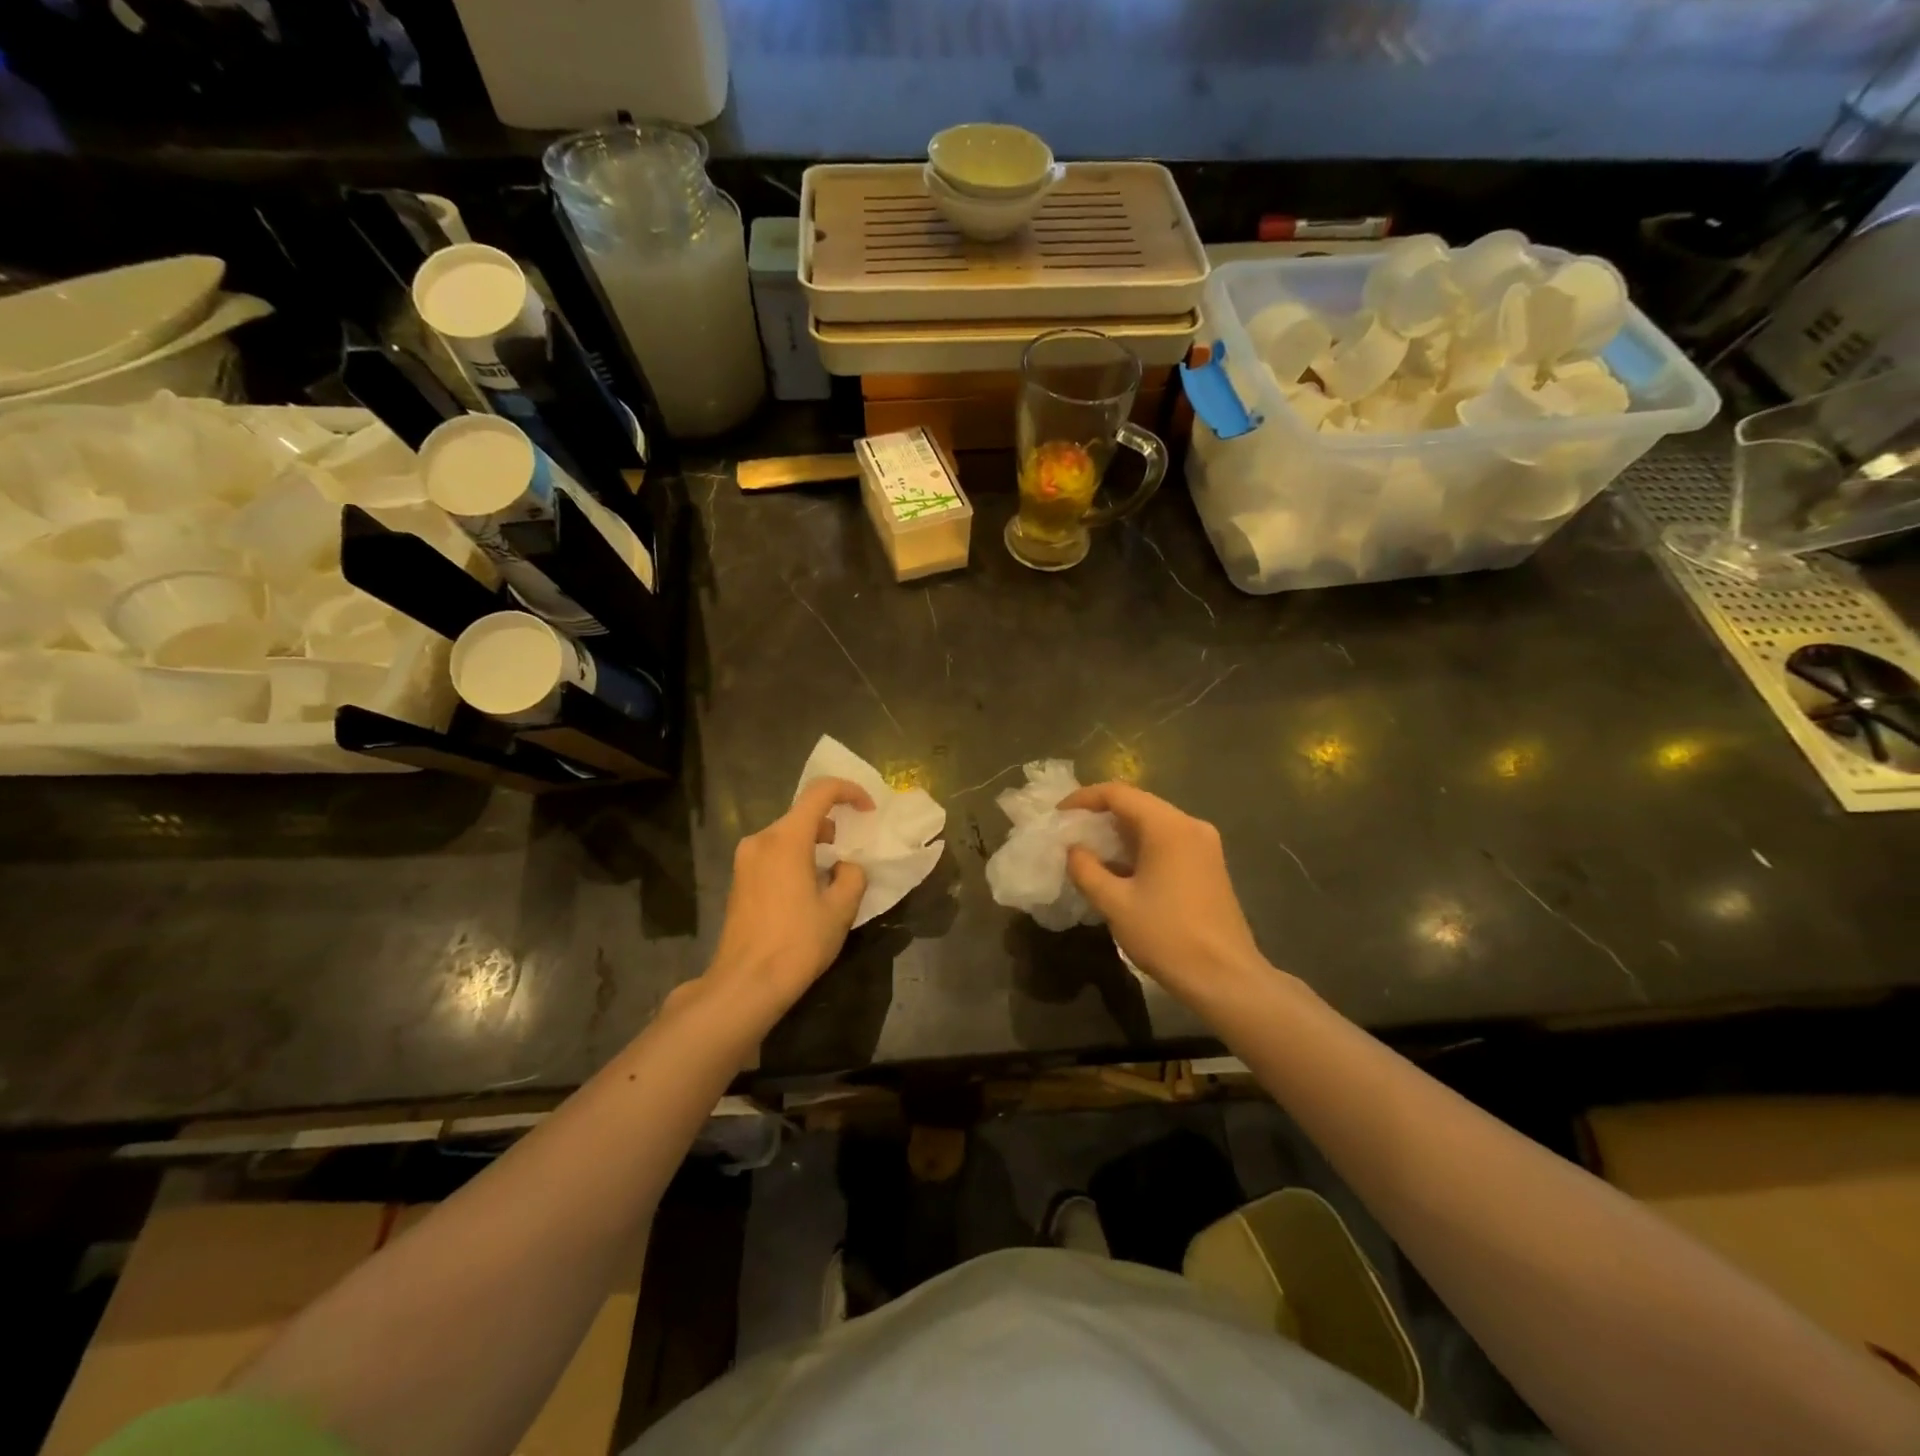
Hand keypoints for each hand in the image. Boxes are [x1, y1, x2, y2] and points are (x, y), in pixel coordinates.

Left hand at [705, 777, 872, 1023]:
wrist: (746, 984)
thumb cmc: (797, 943)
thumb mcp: (840, 909)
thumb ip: (852, 876)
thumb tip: (845, 867)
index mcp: (786, 839)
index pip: (820, 792)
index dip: (849, 792)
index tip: (868, 810)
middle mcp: (761, 840)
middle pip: (802, 815)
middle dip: (833, 824)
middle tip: (854, 850)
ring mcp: (745, 860)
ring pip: (787, 836)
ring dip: (814, 844)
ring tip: (833, 875)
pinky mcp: (739, 880)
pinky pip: (773, 854)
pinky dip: (796, 859)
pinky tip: (808, 891)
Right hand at [1061, 782, 1272, 1005]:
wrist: (1225, 978)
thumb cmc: (1166, 936)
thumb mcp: (1115, 903)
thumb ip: (1086, 870)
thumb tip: (1074, 851)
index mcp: (1168, 827)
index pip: (1119, 794)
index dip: (1084, 798)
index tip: (1059, 815)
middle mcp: (1190, 826)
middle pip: (1138, 805)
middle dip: (1101, 815)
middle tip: (1071, 832)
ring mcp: (1205, 845)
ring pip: (1154, 824)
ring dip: (1121, 833)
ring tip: (1090, 851)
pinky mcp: (1210, 865)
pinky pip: (1168, 842)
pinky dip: (1141, 847)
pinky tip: (1121, 869)